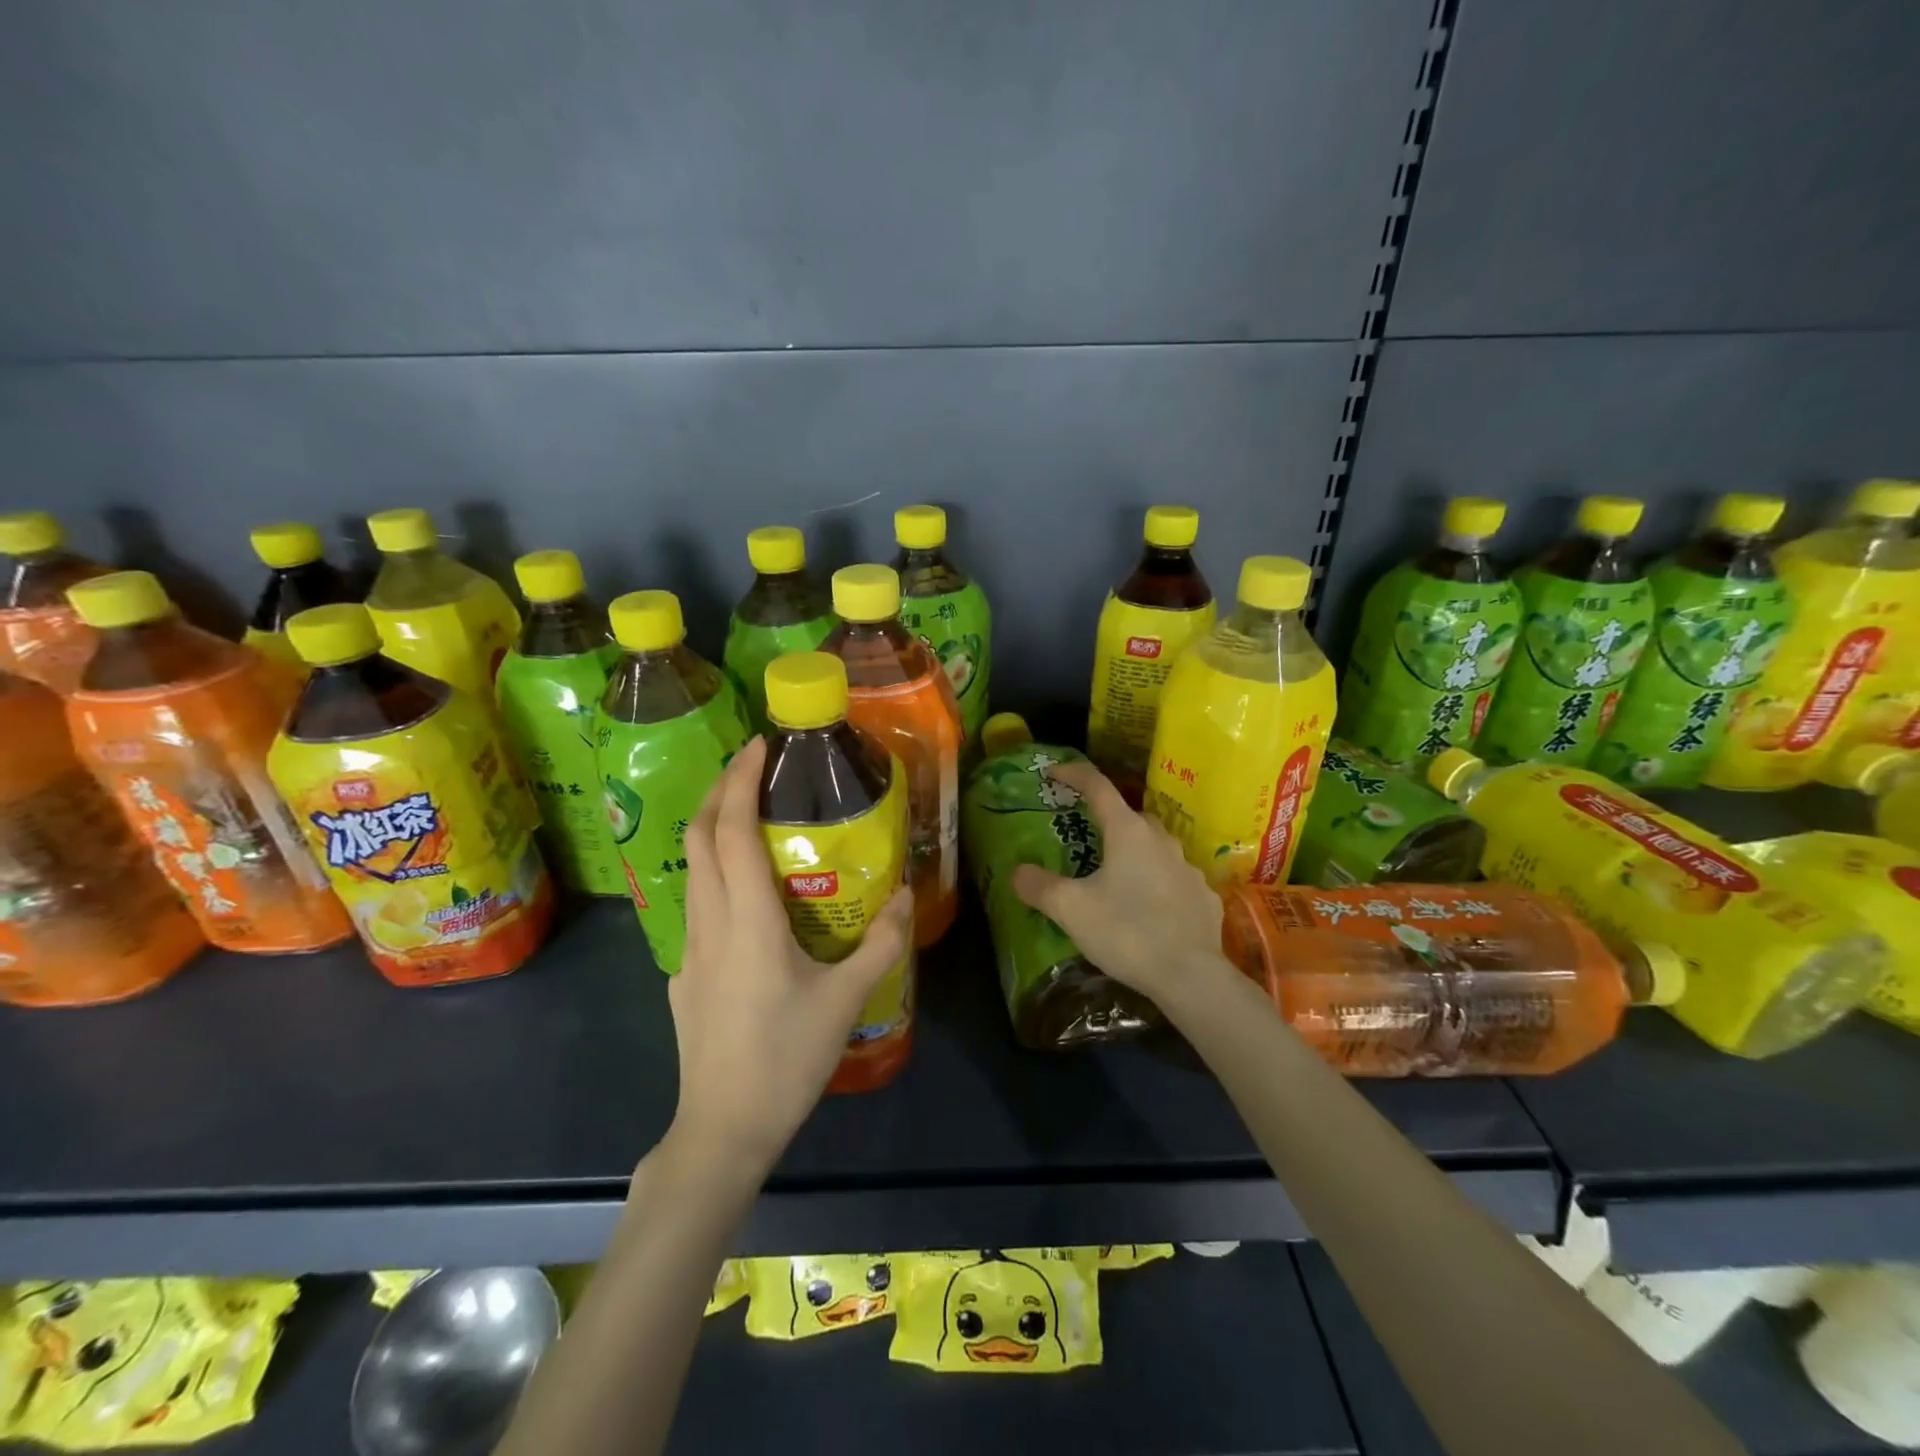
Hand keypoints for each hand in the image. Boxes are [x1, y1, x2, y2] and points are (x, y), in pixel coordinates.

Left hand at [666, 735, 914, 1176]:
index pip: (732, 831)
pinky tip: (749, 895)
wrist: (723, 1129)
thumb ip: (879, 942)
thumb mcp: (845, 1000)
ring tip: (754, 816)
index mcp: (747, 921)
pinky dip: (717, 873)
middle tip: (755, 766)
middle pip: (699, 837)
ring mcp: (689, 949)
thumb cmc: (786, 1059)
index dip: (741, 781)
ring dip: (715, 828)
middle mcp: (709, 922)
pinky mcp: (685, 974)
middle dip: (722, 790)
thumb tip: (904, 895)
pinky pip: (698, 905)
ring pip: (692, 869)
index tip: (760, 745)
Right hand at [1012, 759, 1224, 1006]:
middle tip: (1086, 837)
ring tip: (1116, 878)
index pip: (1098, 787)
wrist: (1190, 976)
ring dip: (1134, 854)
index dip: (1073, 775)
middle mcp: (1161, 840)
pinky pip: (1174, 880)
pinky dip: (1158, 884)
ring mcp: (1188, 868)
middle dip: (1107, 820)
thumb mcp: (1070, 910)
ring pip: (1155, 848)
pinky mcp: (1204, 897)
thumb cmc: (1126, 931)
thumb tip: (1017, 872)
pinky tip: (1148, 909)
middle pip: (1129, 817)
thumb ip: (1039, 886)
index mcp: (1127, 832)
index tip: (1053, 773)